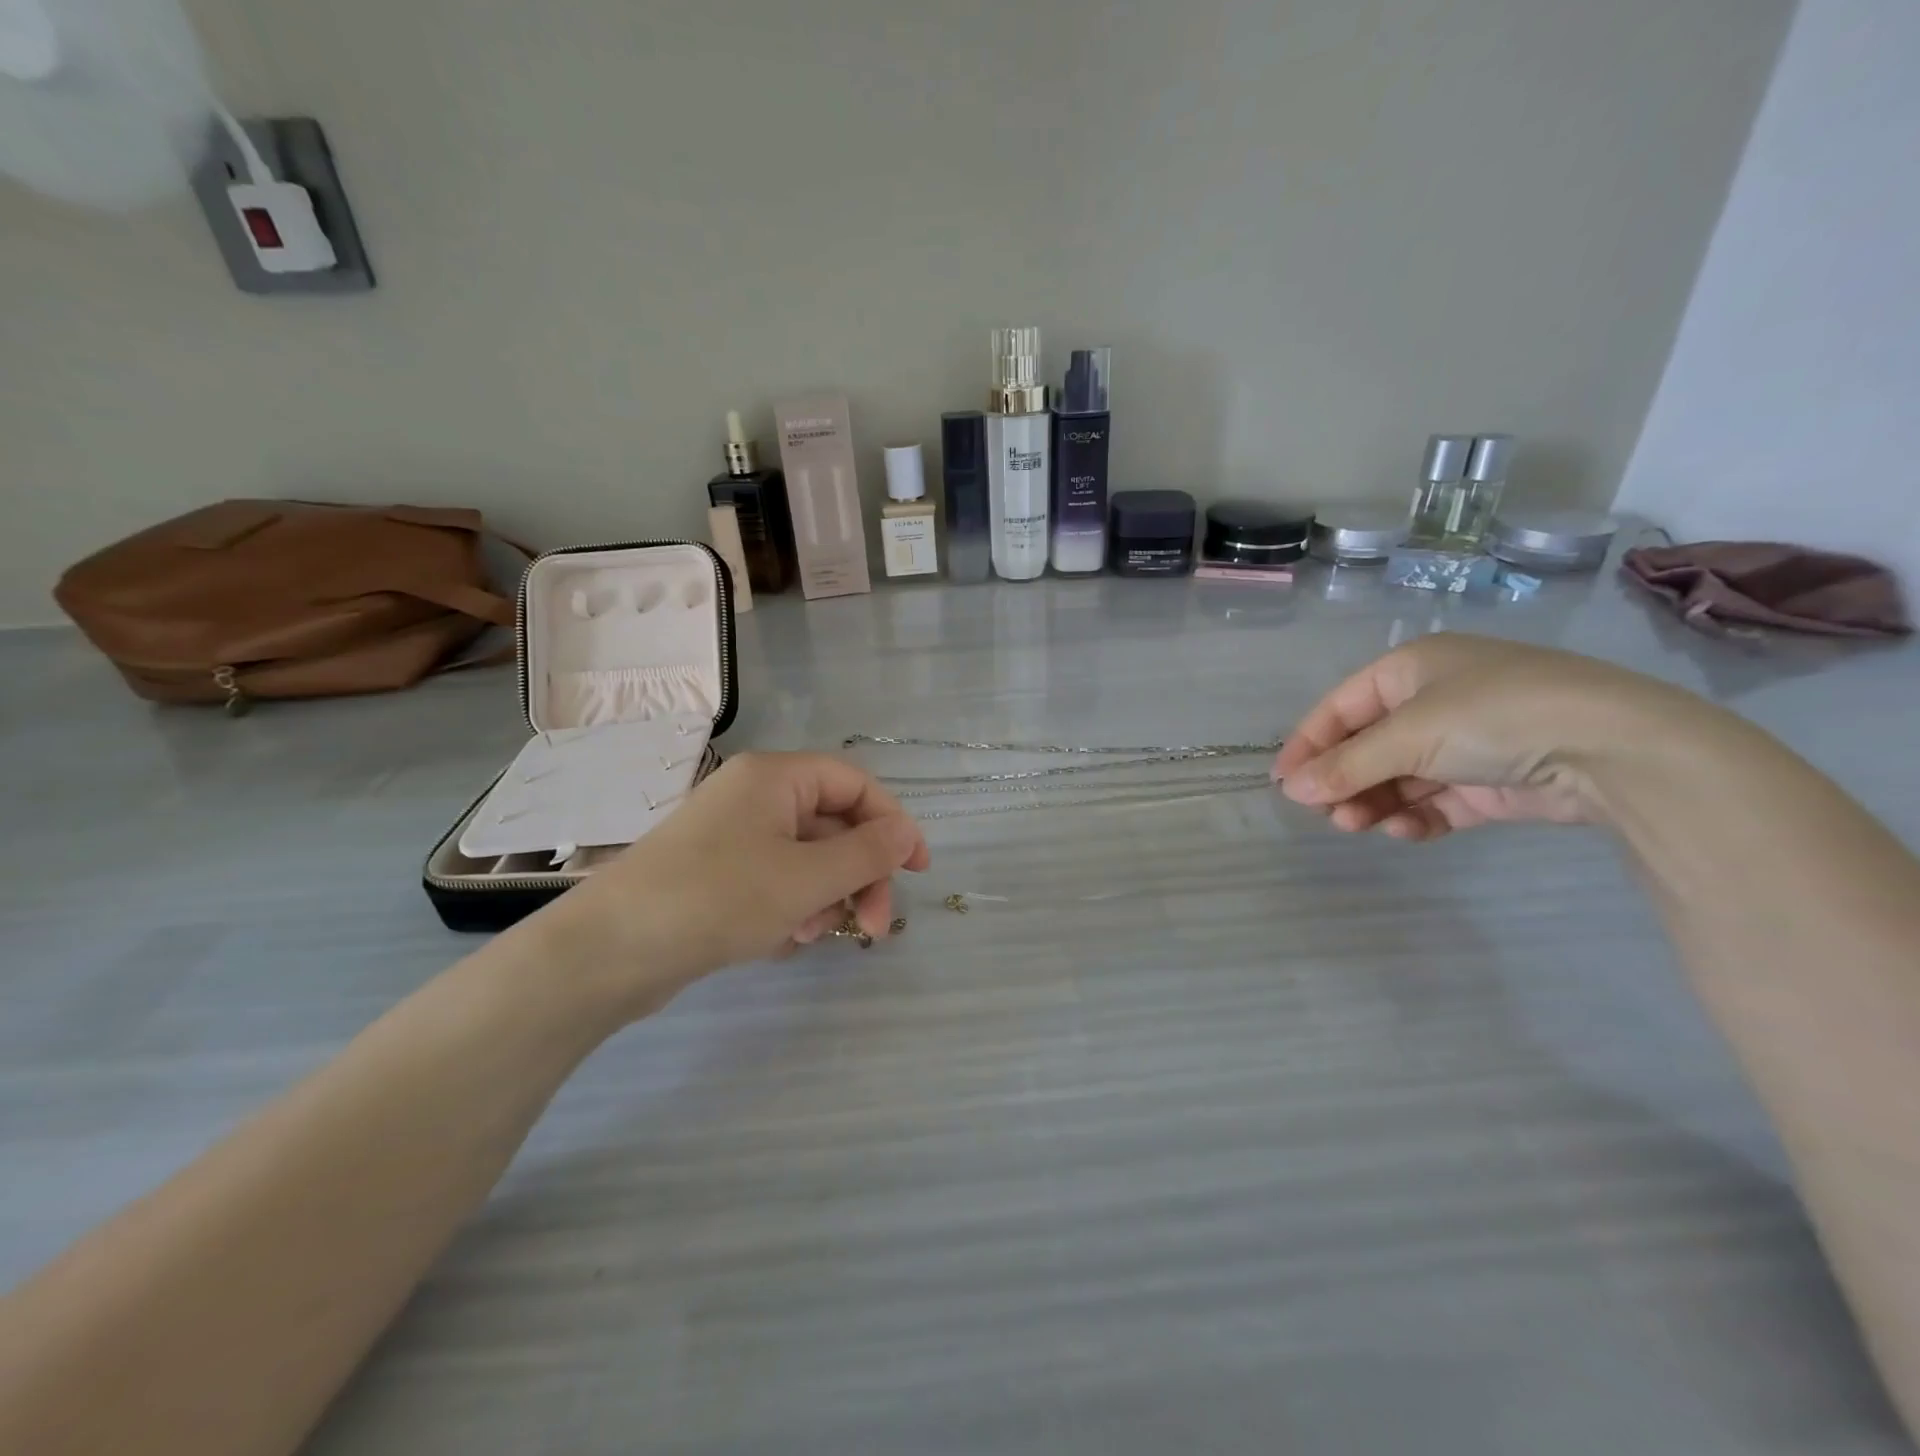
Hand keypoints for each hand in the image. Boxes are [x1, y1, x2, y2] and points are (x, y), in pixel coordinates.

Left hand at [541, 752, 929, 1011]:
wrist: (609, 951)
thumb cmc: (718, 898)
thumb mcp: (806, 877)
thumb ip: (867, 853)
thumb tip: (908, 834)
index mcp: (776, 777)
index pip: (856, 784)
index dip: (893, 824)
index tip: (919, 871)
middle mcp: (755, 796)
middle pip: (834, 824)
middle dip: (860, 875)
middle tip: (873, 927)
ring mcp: (732, 835)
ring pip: (807, 857)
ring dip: (826, 896)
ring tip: (813, 936)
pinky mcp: (716, 872)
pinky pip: (775, 879)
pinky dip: (791, 906)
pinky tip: (782, 940)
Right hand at [1273, 634, 1708, 840]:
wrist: (1616, 750)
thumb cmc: (1492, 717)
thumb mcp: (1408, 736)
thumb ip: (1346, 765)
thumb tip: (1290, 789)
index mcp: (1411, 670)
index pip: (1341, 707)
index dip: (1308, 743)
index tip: (1284, 783)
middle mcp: (1436, 700)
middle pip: (1369, 745)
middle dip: (1344, 780)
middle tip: (1326, 814)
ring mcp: (1467, 742)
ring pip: (1400, 776)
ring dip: (1375, 801)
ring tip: (1358, 827)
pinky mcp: (1494, 781)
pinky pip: (1438, 799)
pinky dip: (1416, 815)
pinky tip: (1405, 830)